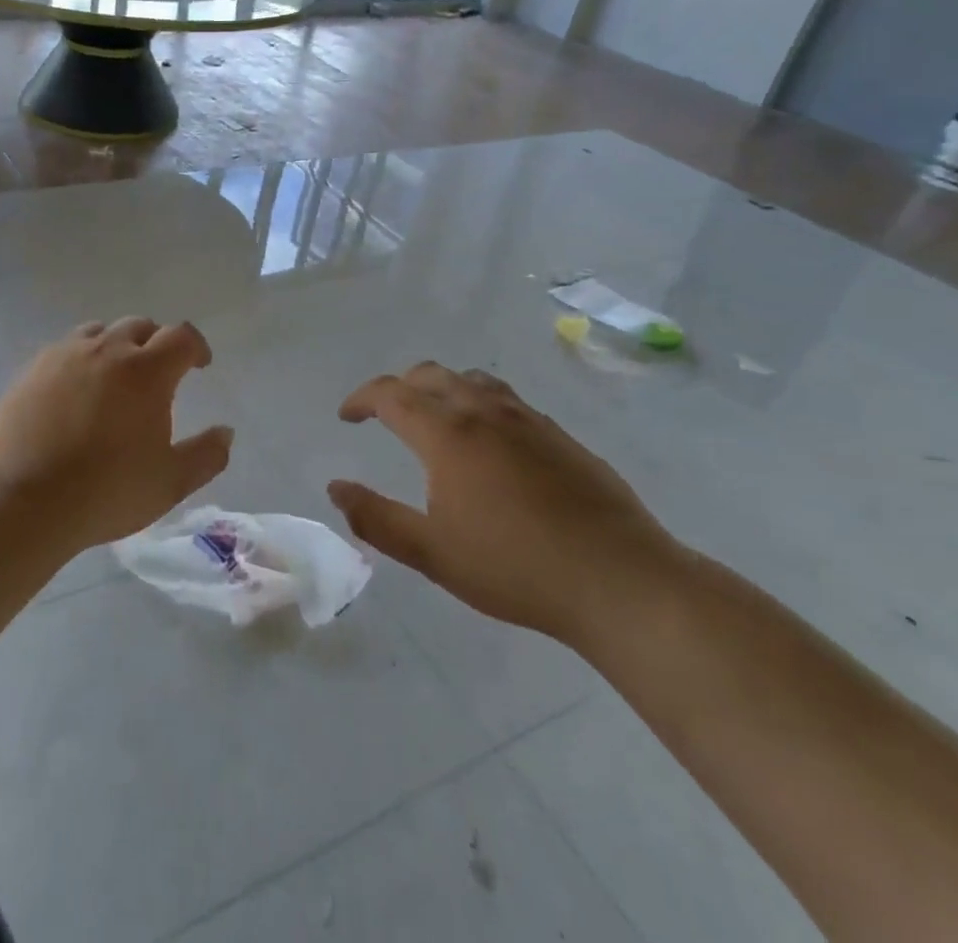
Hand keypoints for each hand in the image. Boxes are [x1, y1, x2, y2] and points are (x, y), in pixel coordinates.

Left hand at [0, 317, 232, 553]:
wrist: (24, 500)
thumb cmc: (107, 491)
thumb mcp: (170, 482)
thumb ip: (207, 455)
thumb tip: (225, 432)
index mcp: (146, 370)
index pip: (181, 336)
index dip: (196, 346)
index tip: (199, 365)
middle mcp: (106, 350)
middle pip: (139, 326)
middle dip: (156, 342)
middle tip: (158, 373)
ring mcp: (64, 355)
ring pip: (99, 332)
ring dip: (116, 346)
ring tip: (115, 377)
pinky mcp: (32, 369)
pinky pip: (64, 349)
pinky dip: (80, 360)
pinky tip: (75, 391)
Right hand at [327, 363, 680, 642]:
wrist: (621, 582)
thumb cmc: (515, 568)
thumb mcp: (432, 553)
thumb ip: (376, 518)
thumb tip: (336, 488)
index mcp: (447, 434)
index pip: (391, 394)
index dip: (361, 399)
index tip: (347, 416)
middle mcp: (484, 413)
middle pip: (431, 375)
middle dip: (399, 387)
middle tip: (385, 414)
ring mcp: (529, 421)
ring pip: (474, 381)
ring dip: (443, 388)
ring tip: (436, 417)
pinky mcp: (562, 437)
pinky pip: (508, 401)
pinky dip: (481, 404)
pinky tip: (492, 443)